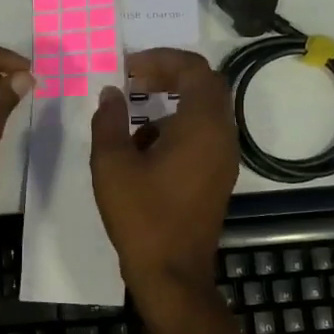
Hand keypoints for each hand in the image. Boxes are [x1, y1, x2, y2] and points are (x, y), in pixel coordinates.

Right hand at [90, 48, 238, 300]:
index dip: (162, 59)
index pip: (194, 69)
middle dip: (168, 76)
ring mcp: (224, 159)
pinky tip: (144, 153)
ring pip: (204, 113)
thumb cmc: (141, 216)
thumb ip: (109, 121)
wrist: (172, 274)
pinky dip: (176, 129)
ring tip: (132, 120)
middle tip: (134, 80)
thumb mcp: (112, 165)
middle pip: (205, 86)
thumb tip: (111, 93)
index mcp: (201, 126)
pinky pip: (202, 137)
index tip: (129, 68)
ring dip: (171, 105)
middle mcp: (222, 137)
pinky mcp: (218, 178)